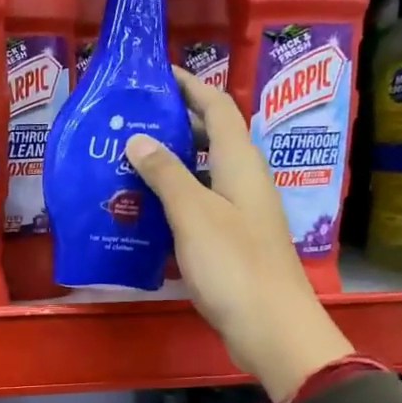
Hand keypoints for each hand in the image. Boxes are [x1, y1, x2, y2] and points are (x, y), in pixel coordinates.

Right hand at [126, 68, 353, 402]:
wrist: (271, 327)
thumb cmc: (233, 265)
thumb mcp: (193, 214)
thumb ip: (166, 174)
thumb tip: (139, 138)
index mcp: (241, 164)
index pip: (219, 108)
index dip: (192, 86)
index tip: (159, 74)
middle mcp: (245, 181)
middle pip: (213, 138)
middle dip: (177, 123)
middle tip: (133, 121)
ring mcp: (242, 213)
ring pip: (205, 174)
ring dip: (173, 163)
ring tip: (130, 162)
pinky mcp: (234, 242)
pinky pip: (202, 205)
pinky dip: (176, 198)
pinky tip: (148, 211)